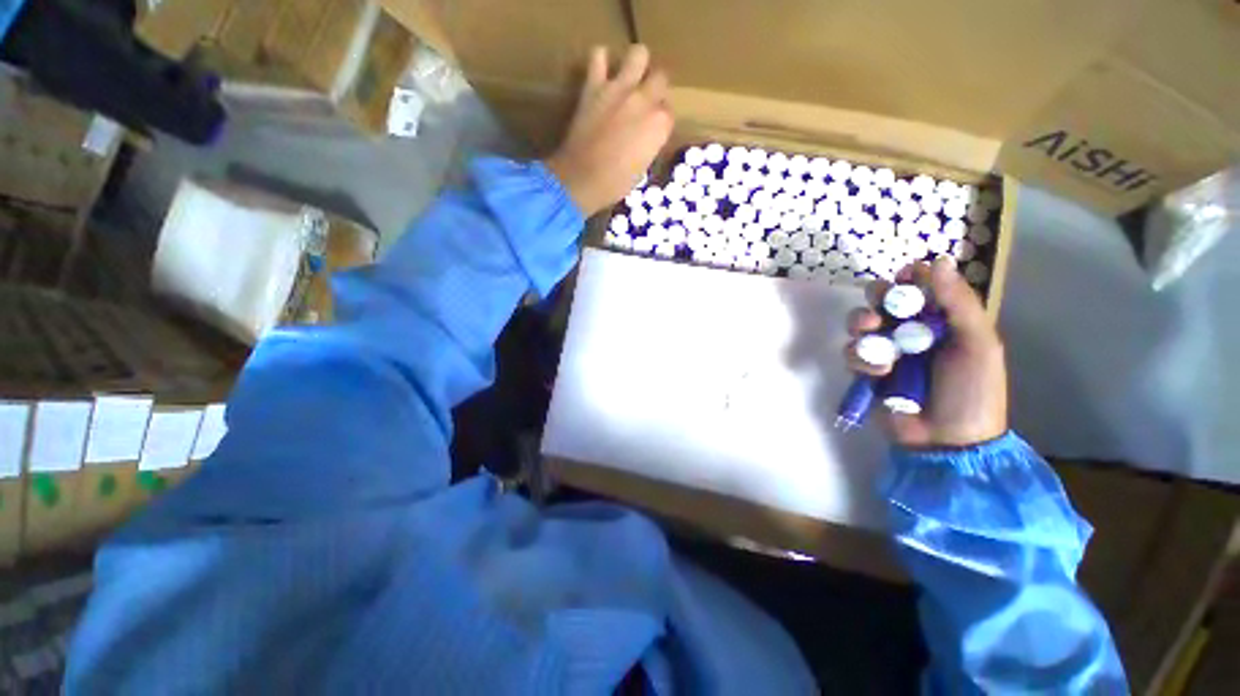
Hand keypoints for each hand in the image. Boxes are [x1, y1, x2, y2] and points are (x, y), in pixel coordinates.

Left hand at [546, 45, 673, 216]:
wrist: (582, 179)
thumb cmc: (615, 183)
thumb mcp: (642, 169)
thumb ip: (649, 144)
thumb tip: (647, 136)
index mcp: (660, 126)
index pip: (668, 112)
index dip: (660, 119)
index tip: (652, 128)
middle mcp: (645, 100)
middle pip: (660, 78)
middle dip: (655, 88)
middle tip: (644, 102)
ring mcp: (619, 89)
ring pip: (639, 54)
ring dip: (637, 64)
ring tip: (629, 78)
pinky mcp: (594, 86)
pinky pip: (598, 56)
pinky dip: (600, 61)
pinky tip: (601, 73)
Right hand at [845, 257, 1008, 447]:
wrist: (947, 440)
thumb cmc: (972, 391)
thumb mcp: (978, 344)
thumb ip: (958, 303)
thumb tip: (937, 260)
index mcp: (941, 319)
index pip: (919, 286)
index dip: (909, 278)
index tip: (905, 278)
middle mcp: (909, 330)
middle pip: (881, 299)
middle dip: (875, 298)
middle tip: (880, 307)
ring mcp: (885, 350)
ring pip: (859, 323)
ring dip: (861, 325)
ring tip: (870, 334)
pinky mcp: (866, 370)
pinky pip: (851, 352)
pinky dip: (861, 358)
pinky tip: (878, 372)